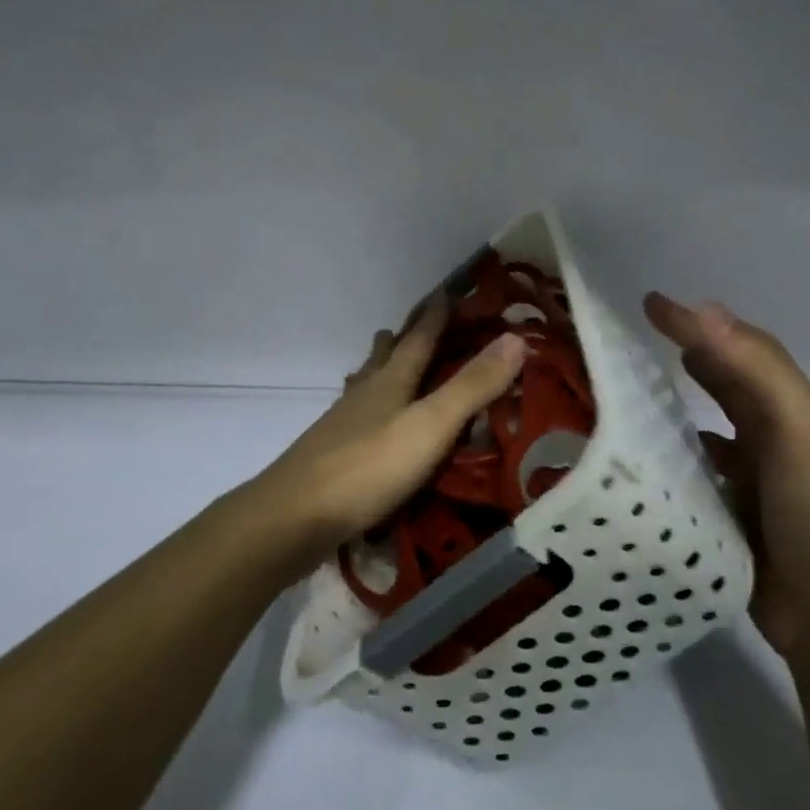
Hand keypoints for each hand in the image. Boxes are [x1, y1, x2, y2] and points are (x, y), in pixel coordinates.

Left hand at [240, 295, 526, 576]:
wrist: (293, 518)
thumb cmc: (368, 467)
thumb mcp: (431, 425)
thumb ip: (472, 386)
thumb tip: (515, 337)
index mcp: (390, 382)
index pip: (418, 339)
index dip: (435, 316)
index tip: (446, 292)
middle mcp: (364, 396)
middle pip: (383, 358)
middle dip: (399, 340)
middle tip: (406, 326)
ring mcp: (342, 426)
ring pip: (364, 387)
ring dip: (378, 372)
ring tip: (382, 365)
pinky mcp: (331, 457)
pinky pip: (356, 420)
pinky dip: (368, 411)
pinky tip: (367, 427)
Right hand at [643, 292, 809, 656]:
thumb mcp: (797, 431)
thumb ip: (757, 371)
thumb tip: (705, 311)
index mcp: (792, 411)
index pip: (742, 349)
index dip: (701, 323)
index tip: (651, 305)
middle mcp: (773, 435)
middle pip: (729, 381)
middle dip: (695, 352)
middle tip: (644, 336)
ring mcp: (753, 475)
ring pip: (711, 422)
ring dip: (682, 399)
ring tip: (638, 386)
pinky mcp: (730, 509)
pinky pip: (697, 466)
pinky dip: (677, 450)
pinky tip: (651, 452)